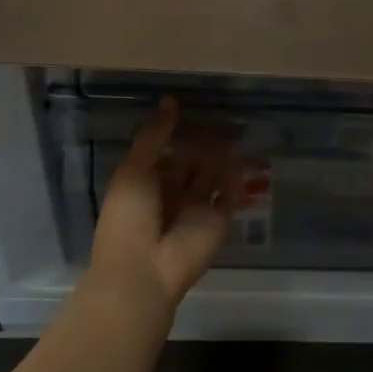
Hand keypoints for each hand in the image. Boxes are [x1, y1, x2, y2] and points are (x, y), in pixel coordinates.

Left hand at [88, 98, 241, 305]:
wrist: (143, 270)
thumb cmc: (129, 218)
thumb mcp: (134, 170)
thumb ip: (154, 136)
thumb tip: (170, 100)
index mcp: (147, 182)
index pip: (169, 152)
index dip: (182, 133)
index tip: (198, 109)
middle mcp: (173, 193)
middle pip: (194, 162)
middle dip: (208, 143)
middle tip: (227, 120)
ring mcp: (197, 209)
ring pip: (214, 176)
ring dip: (224, 158)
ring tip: (238, 134)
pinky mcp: (218, 222)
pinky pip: (230, 196)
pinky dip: (237, 181)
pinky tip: (243, 162)